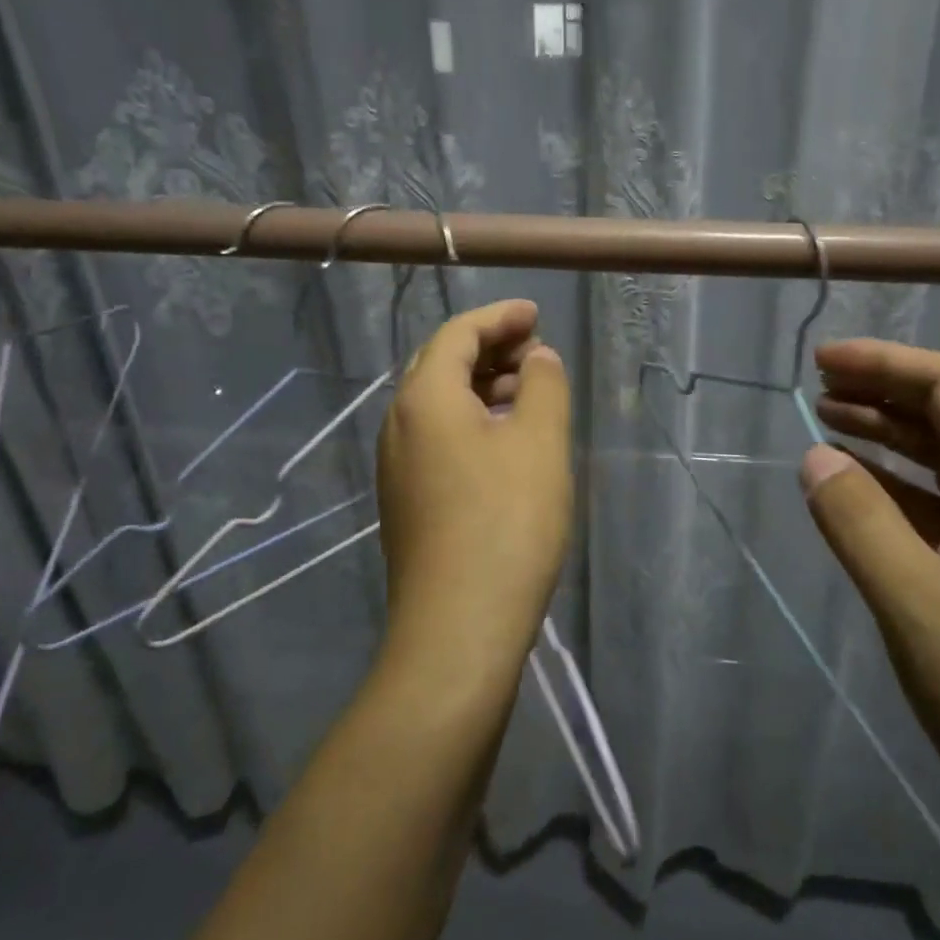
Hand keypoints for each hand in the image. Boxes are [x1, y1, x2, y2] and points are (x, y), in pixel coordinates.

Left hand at [376, 300, 572, 689]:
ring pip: (438, 404)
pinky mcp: (406, 501)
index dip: (499, 317)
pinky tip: (505, 441)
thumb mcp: (538, 442)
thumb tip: (536, 358)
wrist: (458, 626)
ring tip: (529, 392)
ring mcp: (396, 466)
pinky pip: (437, 438)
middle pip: (441, 365)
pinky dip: (472, 421)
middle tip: (536, 349)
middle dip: (489, 348)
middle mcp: (398, 424)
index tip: (536, 313)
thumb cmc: (506, 522)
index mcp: (424, 399)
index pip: (457, 334)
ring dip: (482, 386)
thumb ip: (542, 385)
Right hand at [800, 340, 939, 896]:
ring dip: (891, 440)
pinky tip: (863, 502)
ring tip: (827, 426)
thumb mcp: (920, 608)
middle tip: (815, 386)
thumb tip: (815, 456)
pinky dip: (901, 495)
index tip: (822, 359)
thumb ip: (861, 523)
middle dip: (884, 393)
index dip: (888, 362)